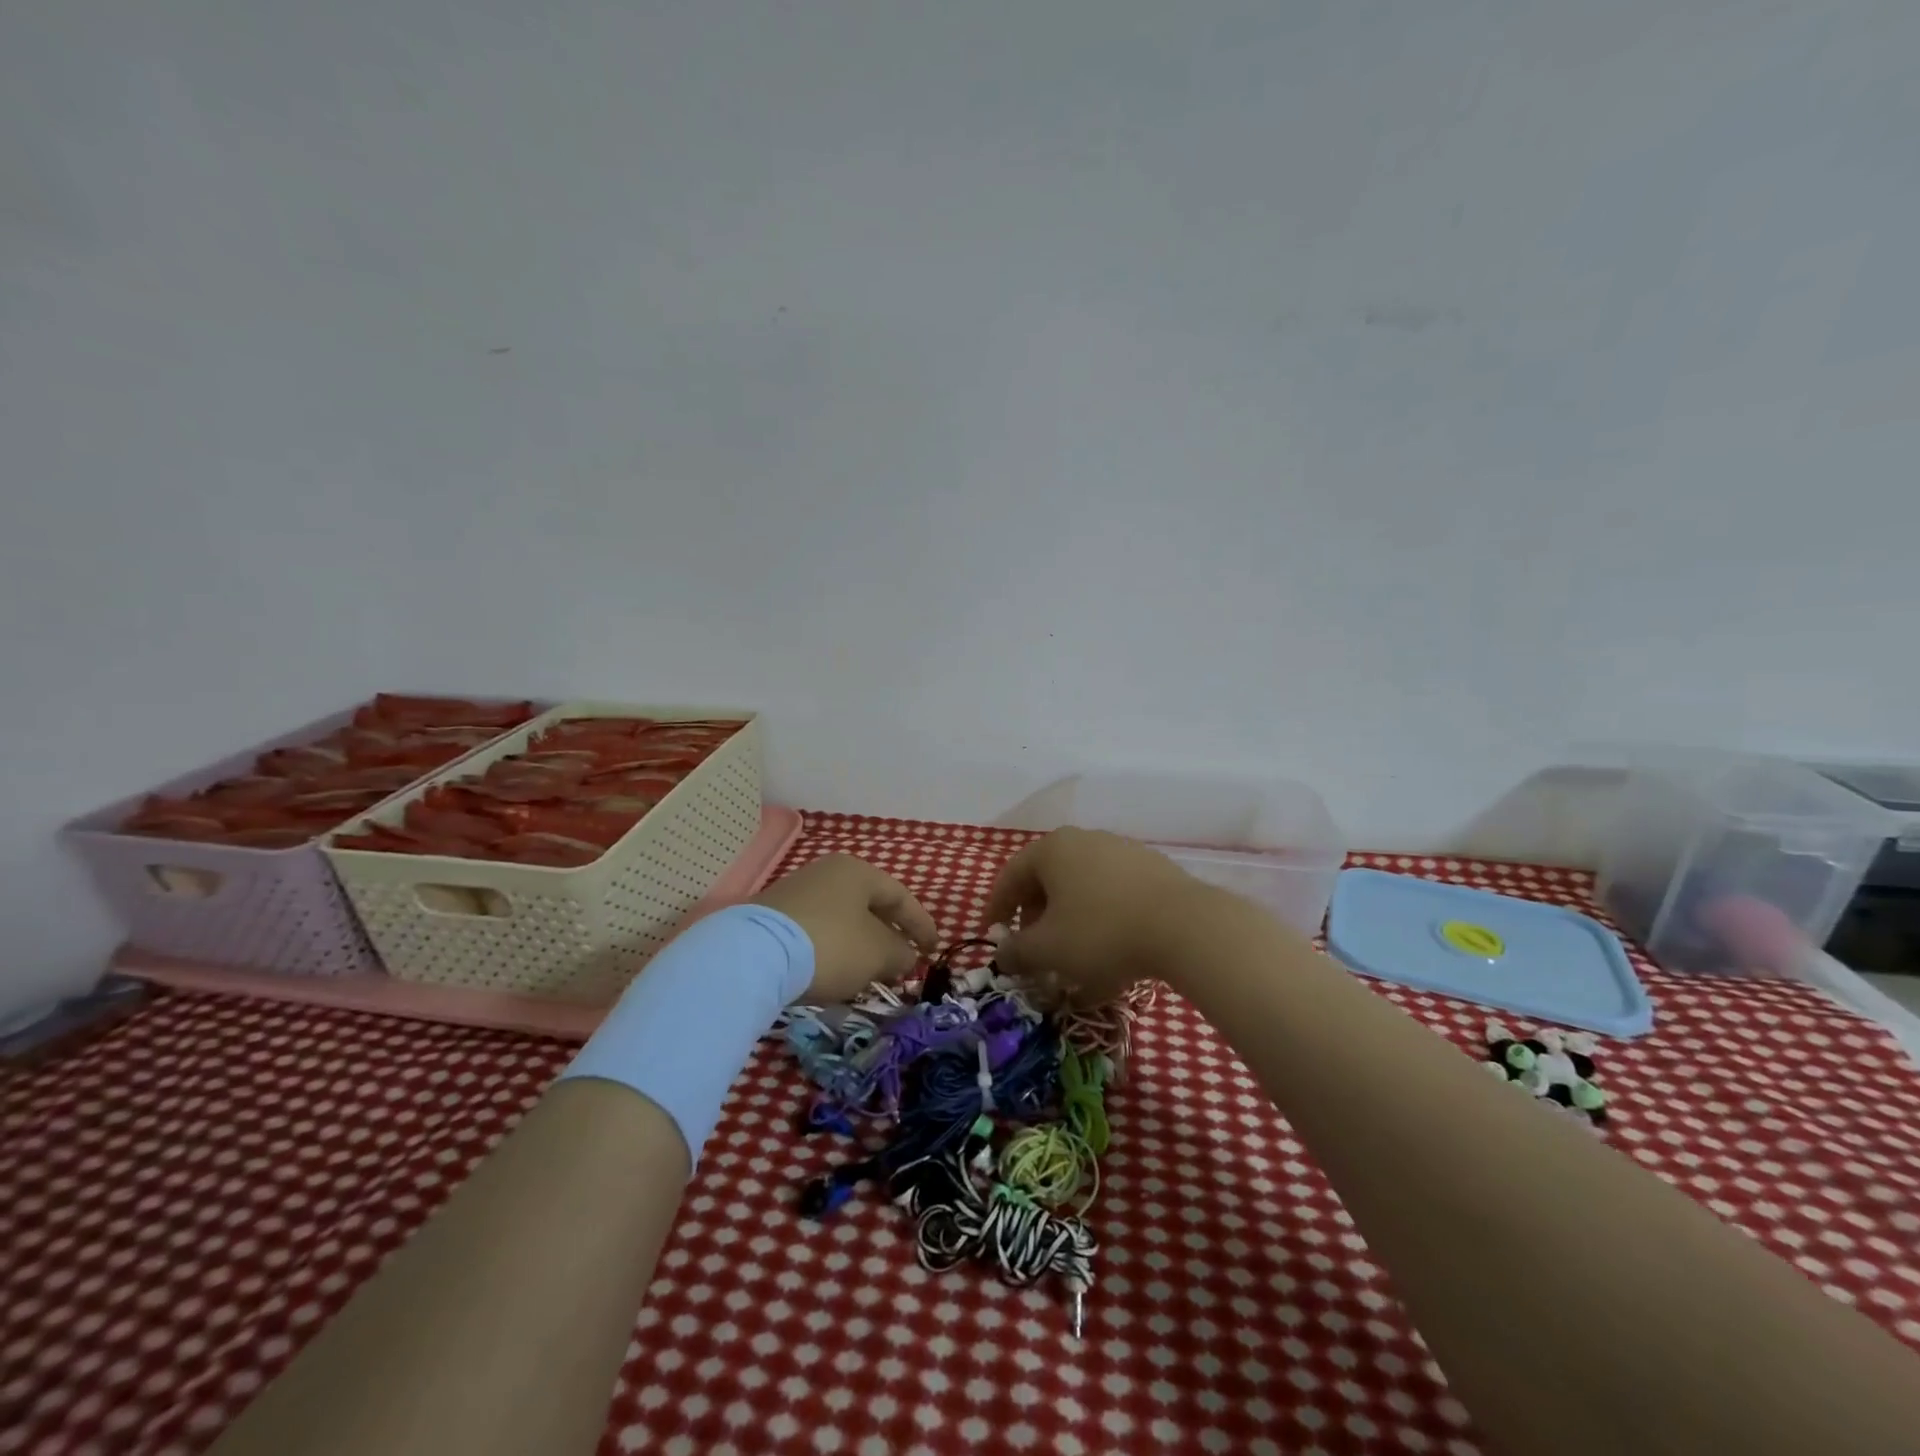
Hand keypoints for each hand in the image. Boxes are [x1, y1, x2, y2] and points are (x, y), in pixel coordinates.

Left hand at [753, 854, 938, 1002]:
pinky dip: (831, 949)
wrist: (754, 954)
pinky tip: (832, 972)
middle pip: (867, 906)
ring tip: (867, 973)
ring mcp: (795, 892)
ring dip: (859, 945)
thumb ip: (901, 953)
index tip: (933, 949)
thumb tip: (905, 956)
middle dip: (888, 936)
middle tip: (900, 963)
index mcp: (857, 871)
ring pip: (840, 919)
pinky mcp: (771, 917)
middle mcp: (826, 872)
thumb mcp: (878, 954)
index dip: (921, 924)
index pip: (900, 895)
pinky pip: (815, 931)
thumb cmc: (831, 945)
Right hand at [982, 828, 1210, 1005]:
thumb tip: (1002, 953)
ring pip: (1082, 886)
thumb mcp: (1049, 950)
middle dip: (1035, 915)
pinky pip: (1113, 892)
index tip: (993, 934)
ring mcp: (1122, 850)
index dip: (997, 907)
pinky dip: (1101, 918)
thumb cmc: (1102, 933)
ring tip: (1072, 954)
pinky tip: (1110, 950)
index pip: (1011, 875)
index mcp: (1052, 849)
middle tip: (1033, 947)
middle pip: (1047, 878)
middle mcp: (1085, 839)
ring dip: (1069, 918)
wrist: (1185, 927)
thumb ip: (1016, 951)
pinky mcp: (1152, 868)